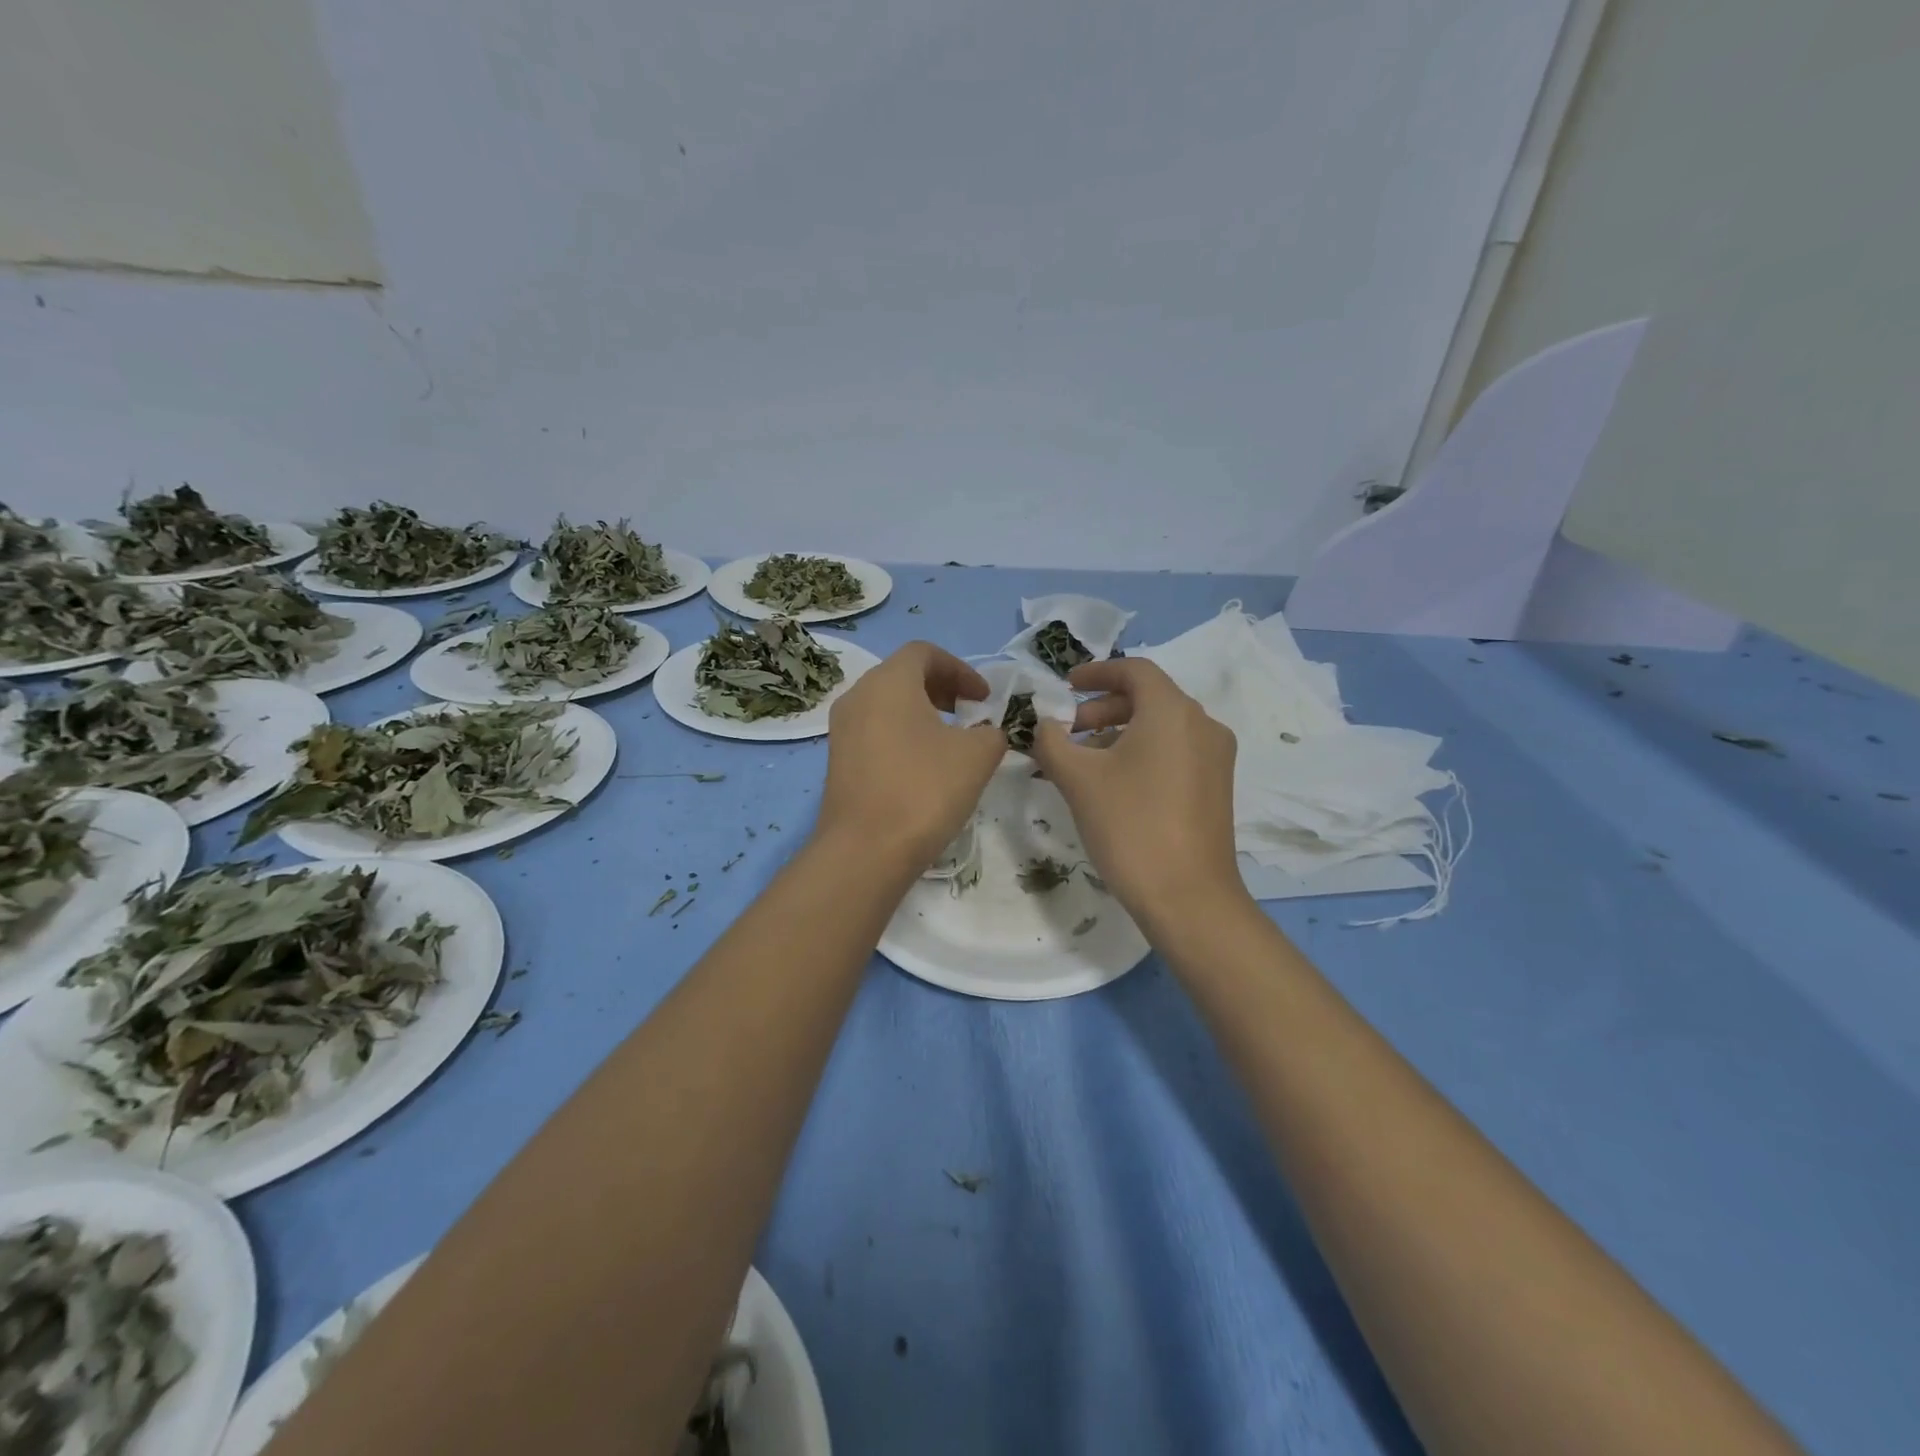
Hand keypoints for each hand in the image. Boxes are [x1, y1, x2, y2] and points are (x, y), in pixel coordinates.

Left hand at [815, 641, 1006, 870]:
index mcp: (888, 681)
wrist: (865, 851)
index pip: (925, 653)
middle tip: (969, 714)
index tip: (984, 698)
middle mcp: (858, 696)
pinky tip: (923, 768)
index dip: (961, 669)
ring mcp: (842, 729)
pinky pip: (875, 731)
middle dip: (941, 689)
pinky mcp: (838, 760)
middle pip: (903, 675)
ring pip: (887, 704)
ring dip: (922, 713)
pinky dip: (902, 735)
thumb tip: (987, 734)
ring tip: (950, 742)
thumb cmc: (924, 789)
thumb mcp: (977, 755)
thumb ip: (992, 732)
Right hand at [1030, 659, 1245, 929]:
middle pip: (1148, 698)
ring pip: (1161, 728)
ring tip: (1082, 762)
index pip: (1134, 670)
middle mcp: (1202, 724)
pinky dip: (1141, 753)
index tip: (1065, 686)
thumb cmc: (1129, 825)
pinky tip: (1113, 784)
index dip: (1096, 672)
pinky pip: (1174, 752)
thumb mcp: (1078, 779)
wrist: (1187, 897)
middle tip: (1067, 732)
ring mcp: (1215, 757)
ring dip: (1118, 733)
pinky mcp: (1216, 787)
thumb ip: (1052, 741)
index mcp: (1173, 711)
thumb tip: (1046, 725)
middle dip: (1102, 709)